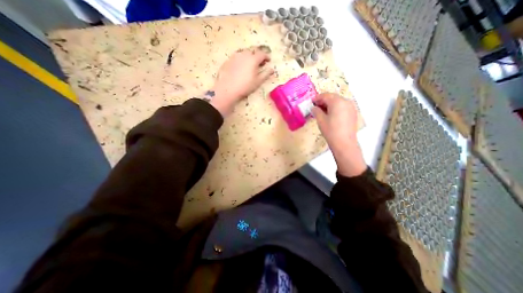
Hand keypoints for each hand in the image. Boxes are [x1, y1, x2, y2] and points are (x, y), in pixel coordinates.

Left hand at [210, 46, 273, 114]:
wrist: (227, 89)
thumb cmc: (245, 86)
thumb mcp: (258, 82)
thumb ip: (266, 74)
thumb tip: (272, 69)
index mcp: (253, 59)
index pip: (262, 54)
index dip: (267, 56)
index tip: (269, 60)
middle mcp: (244, 54)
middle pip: (253, 50)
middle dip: (258, 54)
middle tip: (260, 62)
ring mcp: (234, 56)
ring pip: (244, 52)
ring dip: (249, 56)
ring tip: (250, 64)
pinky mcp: (227, 60)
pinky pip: (237, 57)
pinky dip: (241, 59)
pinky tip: (240, 67)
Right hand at [312, 93, 363, 176]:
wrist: (344, 143)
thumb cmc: (331, 131)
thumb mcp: (320, 120)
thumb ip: (316, 111)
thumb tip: (313, 107)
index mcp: (337, 102)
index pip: (325, 95)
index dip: (317, 98)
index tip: (311, 102)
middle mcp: (346, 101)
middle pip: (332, 97)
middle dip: (323, 100)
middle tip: (315, 107)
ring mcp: (351, 107)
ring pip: (338, 101)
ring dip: (329, 104)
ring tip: (322, 111)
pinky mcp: (353, 113)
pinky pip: (342, 106)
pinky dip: (336, 108)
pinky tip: (330, 114)